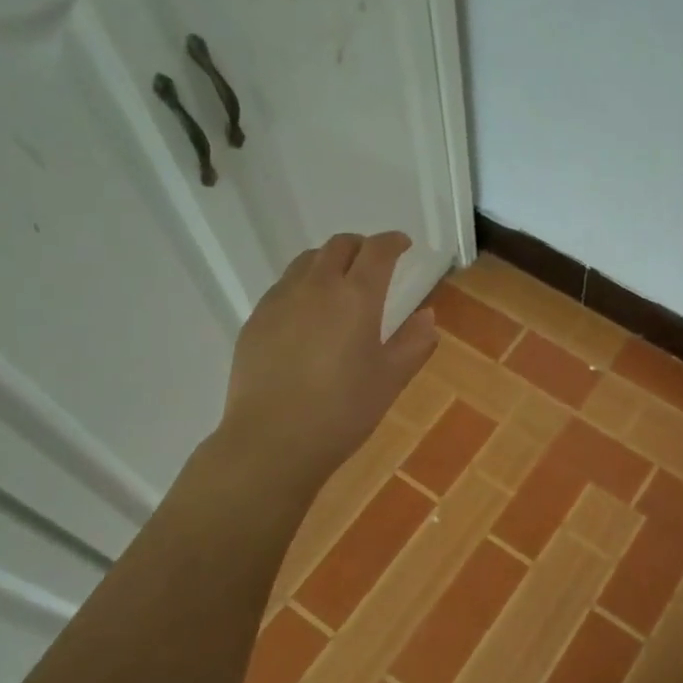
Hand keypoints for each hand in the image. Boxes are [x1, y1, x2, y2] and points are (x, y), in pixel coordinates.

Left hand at [215, 231, 436, 480]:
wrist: (273, 440)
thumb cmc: (343, 410)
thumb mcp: (390, 379)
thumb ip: (414, 342)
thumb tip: (427, 316)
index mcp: (357, 296)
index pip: (377, 251)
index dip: (393, 242)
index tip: (403, 244)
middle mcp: (316, 286)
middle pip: (338, 246)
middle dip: (360, 246)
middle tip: (373, 262)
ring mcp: (280, 300)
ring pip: (306, 261)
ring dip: (328, 261)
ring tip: (338, 282)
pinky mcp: (255, 319)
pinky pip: (283, 286)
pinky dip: (302, 285)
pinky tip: (307, 314)